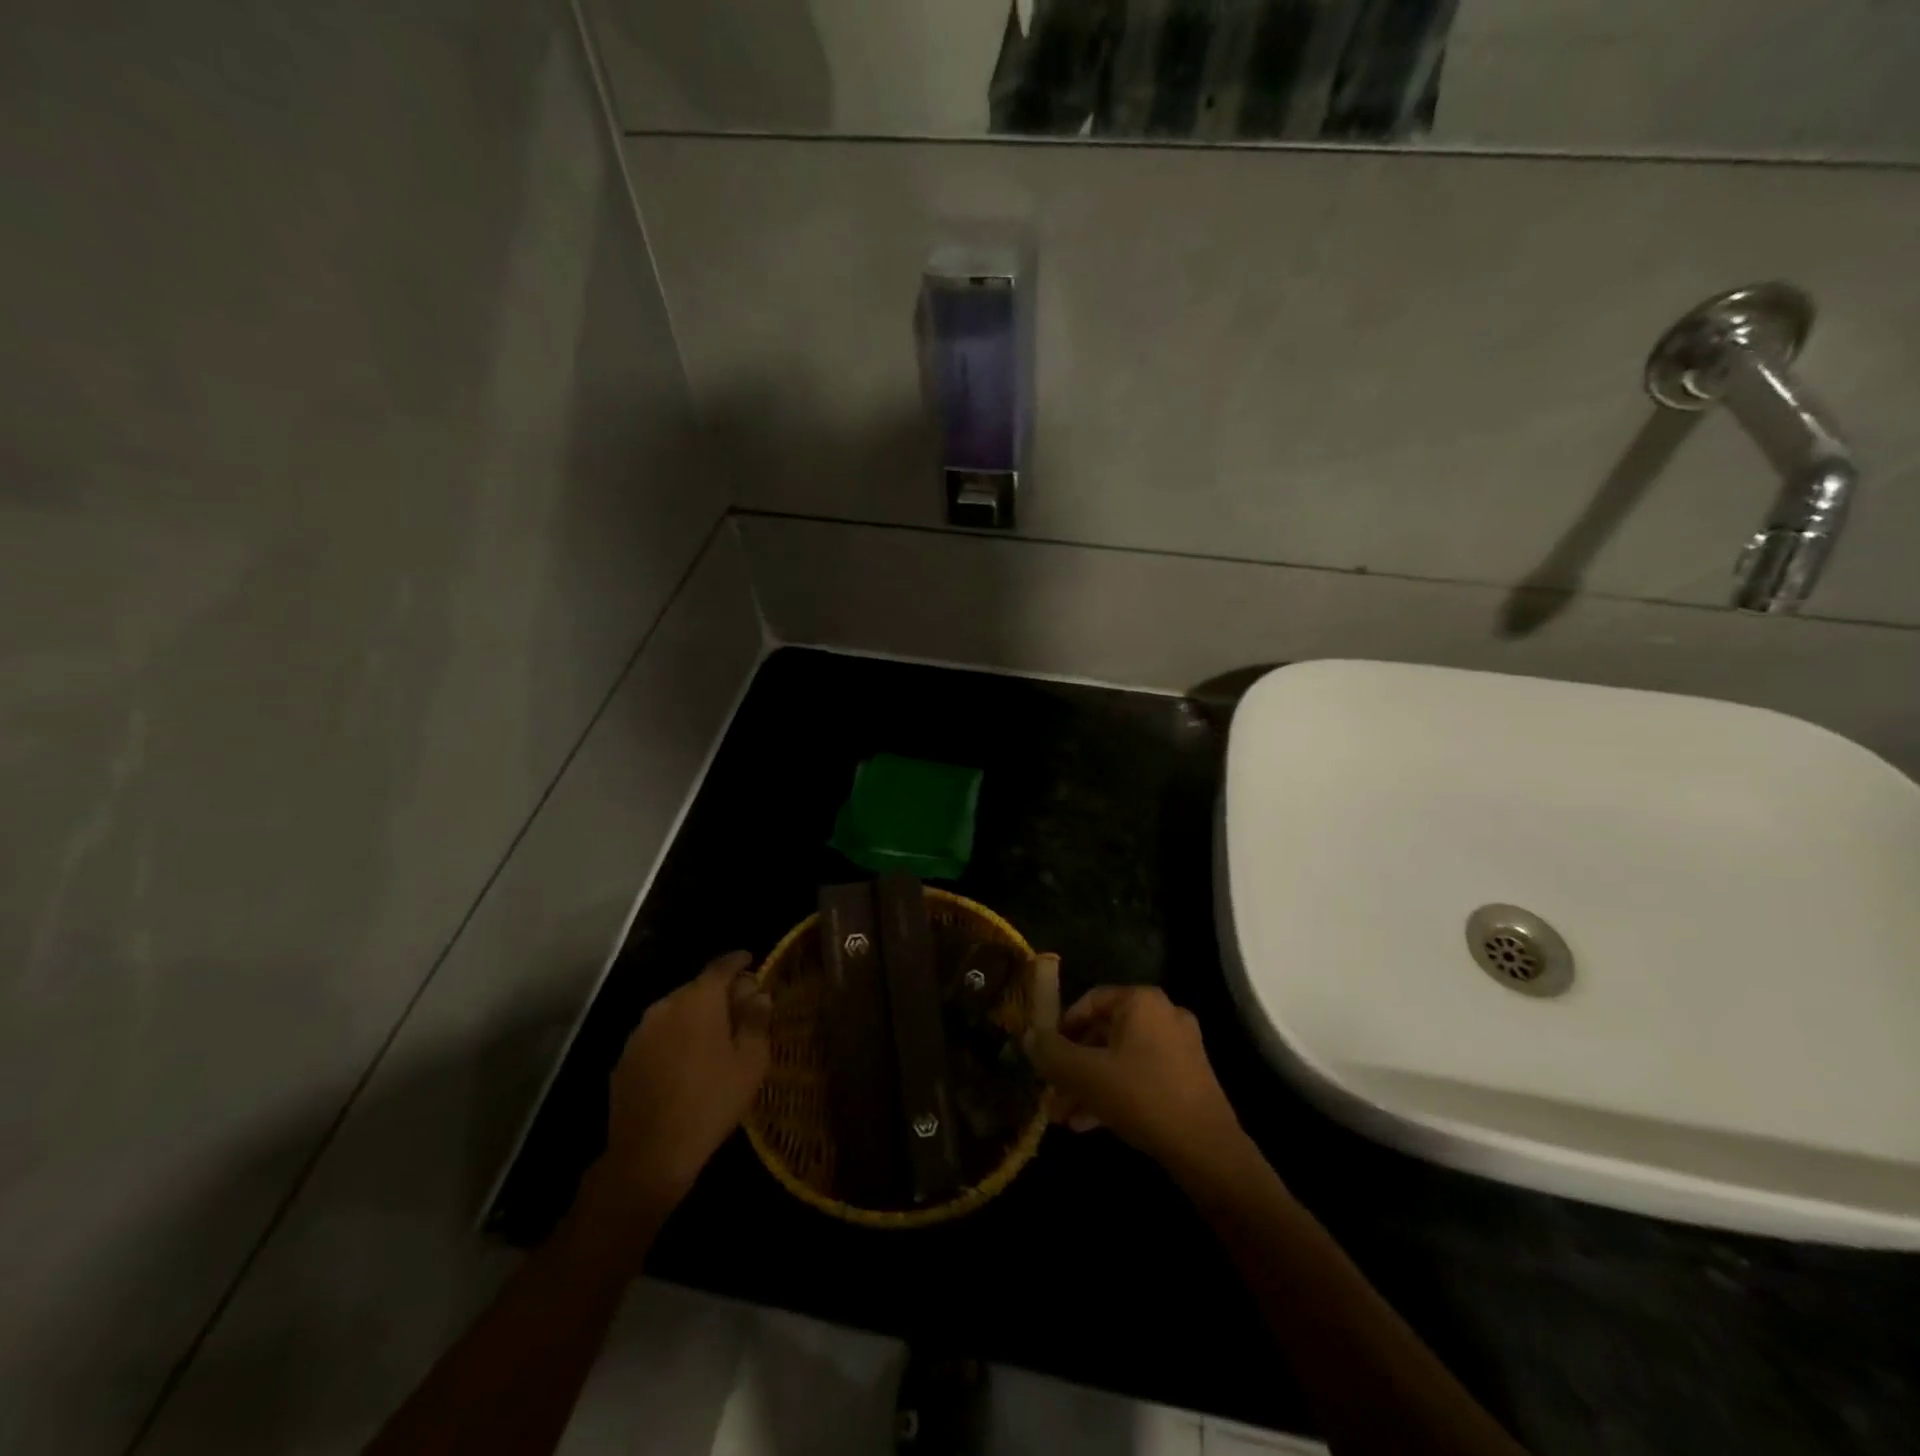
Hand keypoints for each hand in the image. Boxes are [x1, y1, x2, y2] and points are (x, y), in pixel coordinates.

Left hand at [583, 951, 771, 1225]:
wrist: (649, 1154)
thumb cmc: (711, 1101)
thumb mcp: (750, 1062)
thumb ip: (756, 1021)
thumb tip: (758, 995)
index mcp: (699, 1000)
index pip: (721, 966)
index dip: (738, 961)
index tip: (751, 960)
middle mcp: (665, 1006)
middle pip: (697, 988)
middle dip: (719, 993)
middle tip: (739, 1009)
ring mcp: (640, 1032)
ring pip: (675, 1012)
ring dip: (695, 1017)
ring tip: (713, 1039)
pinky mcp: (624, 1058)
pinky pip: (657, 1036)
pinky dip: (674, 1039)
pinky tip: (685, 1064)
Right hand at [1024, 985, 1245, 1179]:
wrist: (1207, 1150)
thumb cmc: (1142, 1096)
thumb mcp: (1086, 1074)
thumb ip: (1052, 1053)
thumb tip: (1028, 1037)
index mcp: (1141, 1002)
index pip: (1090, 1001)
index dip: (1061, 1026)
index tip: (1044, 1053)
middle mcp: (1163, 1015)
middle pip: (1103, 1034)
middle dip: (1072, 1066)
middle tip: (1049, 1092)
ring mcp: (1179, 1048)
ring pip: (1119, 1059)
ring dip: (1088, 1085)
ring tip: (1062, 1116)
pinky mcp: (1187, 1079)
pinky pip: (1139, 1076)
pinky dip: (1113, 1093)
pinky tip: (1087, 1124)